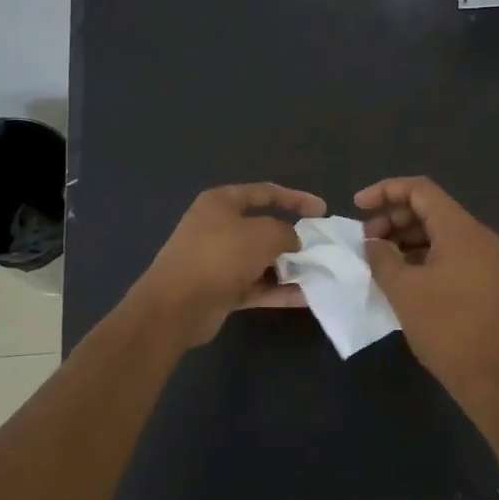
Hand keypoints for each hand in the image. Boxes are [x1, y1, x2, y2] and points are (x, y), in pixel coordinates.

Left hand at [134, 183, 325, 346]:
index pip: (265, 192)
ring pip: (261, 260)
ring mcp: (218, 260)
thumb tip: (294, 240)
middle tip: (320, 246)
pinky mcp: (221, 290)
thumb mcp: (263, 235)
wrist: (176, 306)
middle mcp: (218, 227)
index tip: (322, 211)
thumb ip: (286, 232)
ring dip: (288, 267)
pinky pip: (256, 286)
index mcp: (221, 203)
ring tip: (318, 273)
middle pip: (263, 228)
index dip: (296, 199)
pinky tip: (306, 297)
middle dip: (293, 238)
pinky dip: (279, 290)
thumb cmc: (220, 256)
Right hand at [356, 177, 498, 402]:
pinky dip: (419, 255)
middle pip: (429, 208)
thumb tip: (373, 243)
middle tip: (365, 240)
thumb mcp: (403, 289)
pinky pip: (446, 253)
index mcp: (460, 229)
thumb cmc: (446, 327)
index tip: (357, 206)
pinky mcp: (481, 279)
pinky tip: (398, 275)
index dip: (385, 191)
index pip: (420, 189)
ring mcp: (482, 259)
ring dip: (404, 238)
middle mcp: (475, 236)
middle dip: (392, 217)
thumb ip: (382, 257)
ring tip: (377, 259)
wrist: (492, 376)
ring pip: (437, 232)